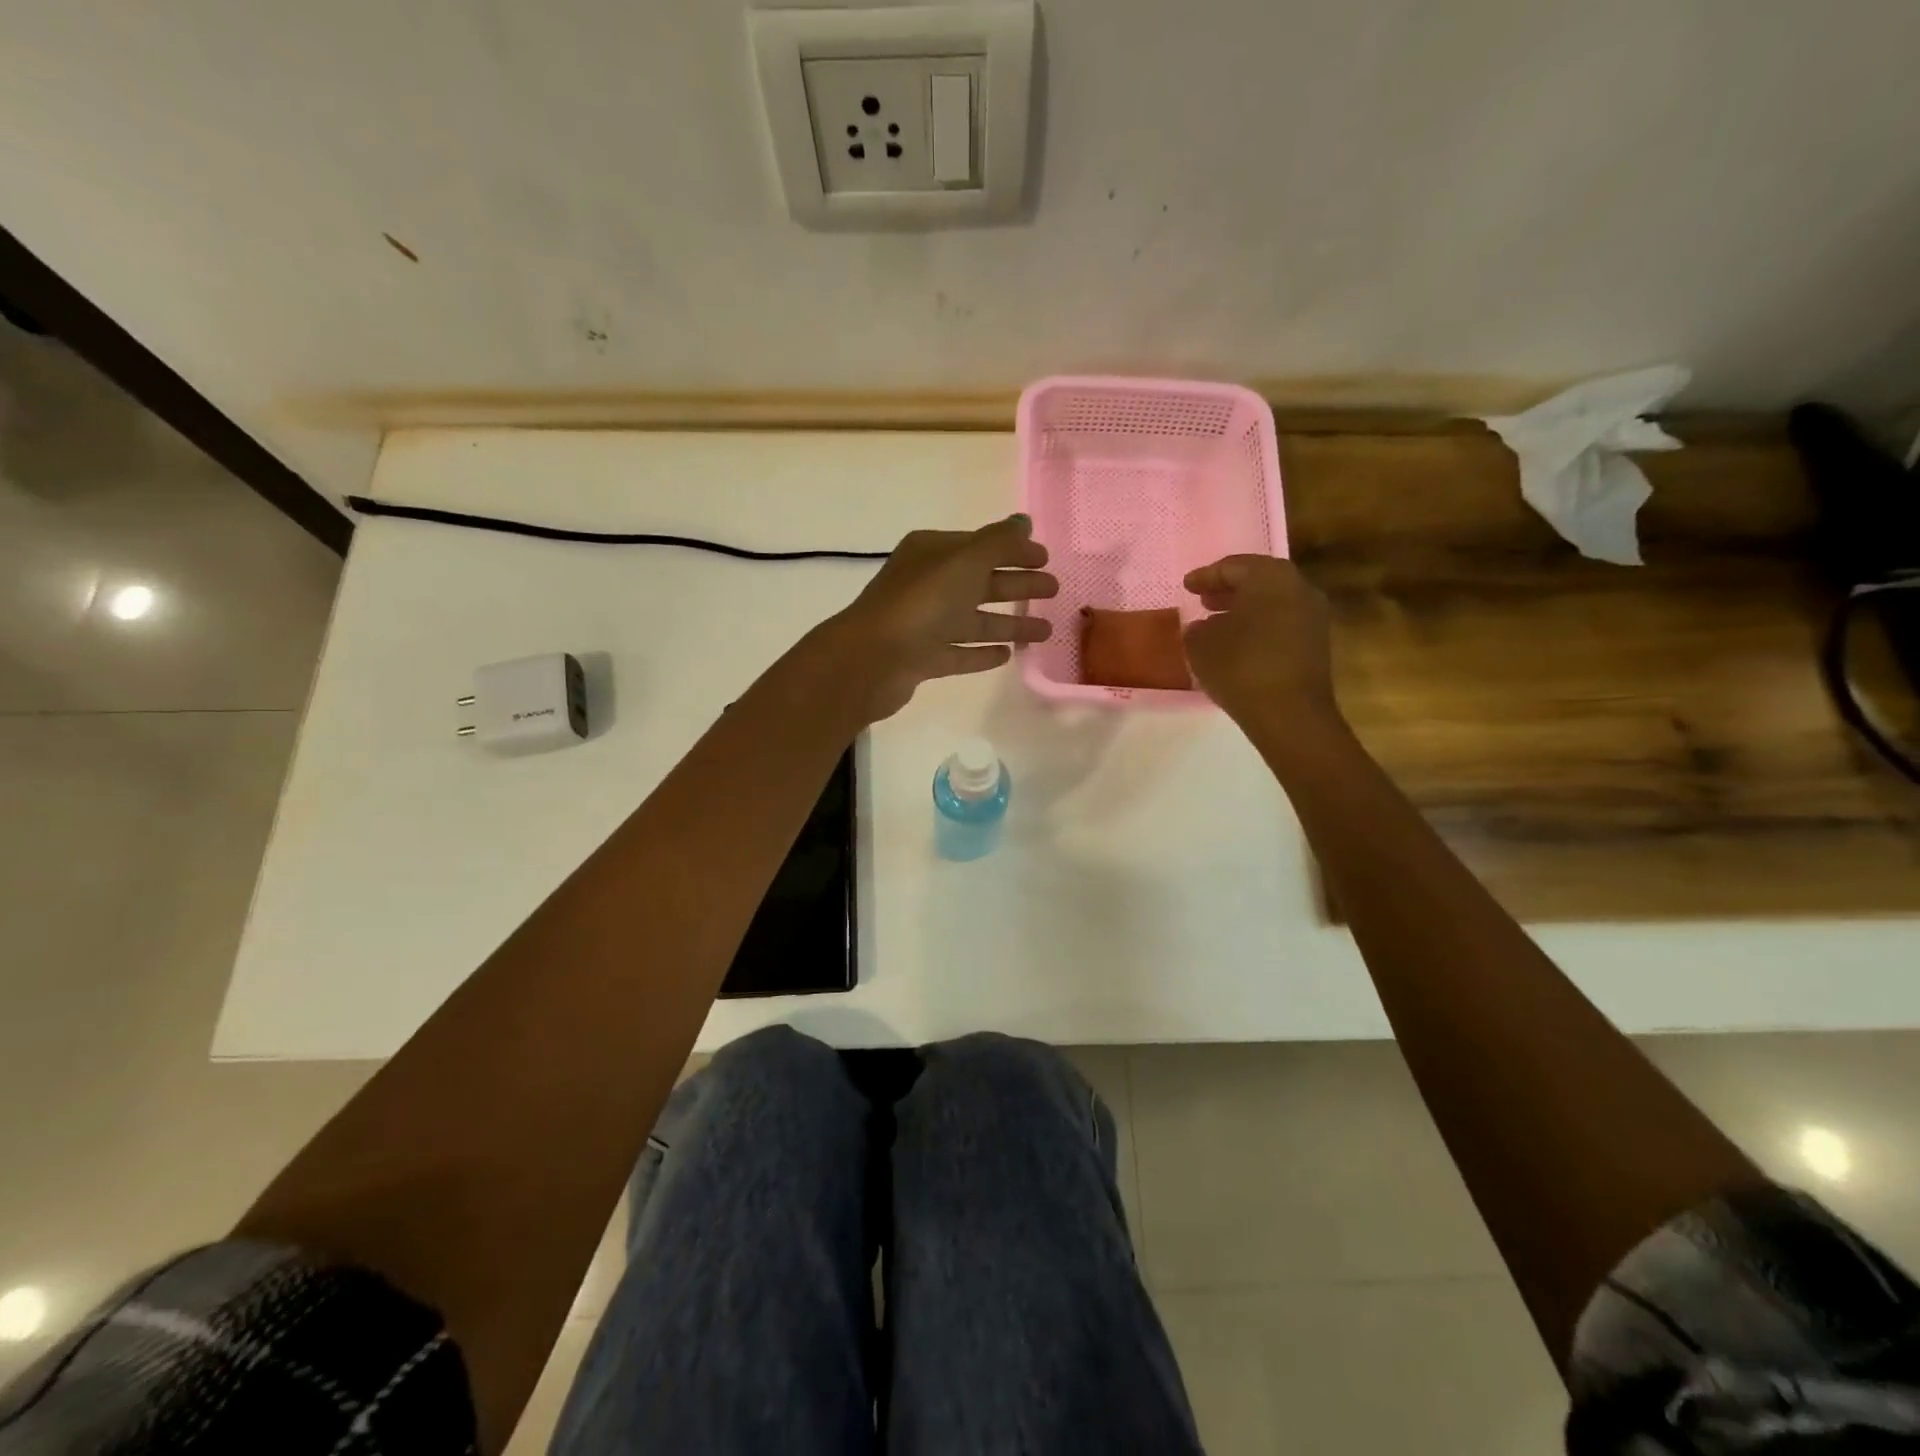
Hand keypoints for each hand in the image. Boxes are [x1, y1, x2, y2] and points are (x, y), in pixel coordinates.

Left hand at [822, 514, 1056, 720]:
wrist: (873, 659)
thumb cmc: (921, 602)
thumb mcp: (965, 561)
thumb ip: (999, 542)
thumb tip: (1024, 521)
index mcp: (932, 553)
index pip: (980, 546)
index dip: (1014, 550)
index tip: (1046, 559)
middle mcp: (927, 584)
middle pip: (980, 581)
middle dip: (1017, 584)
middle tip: (1054, 590)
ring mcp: (923, 623)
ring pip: (974, 620)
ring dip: (1009, 623)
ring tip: (1045, 631)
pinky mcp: (923, 658)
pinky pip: (960, 652)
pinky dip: (982, 652)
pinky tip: (1008, 655)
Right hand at [1181, 555, 1338, 727]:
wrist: (1290, 714)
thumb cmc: (1240, 667)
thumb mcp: (1201, 645)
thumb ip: (1197, 628)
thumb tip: (1203, 626)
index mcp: (1270, 577)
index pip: (1233, 566)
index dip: (1205, 576)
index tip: (1187, 586)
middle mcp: (1298, 588)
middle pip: (1258, 580)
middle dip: (1228, 589)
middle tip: (1203, 600)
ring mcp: (1313, 616)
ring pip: (1272, 602)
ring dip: (1244, 609)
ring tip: (1217, 623)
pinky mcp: (1317, 643)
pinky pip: (1282, 623)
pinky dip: (1260, 626)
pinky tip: (1239, 644)